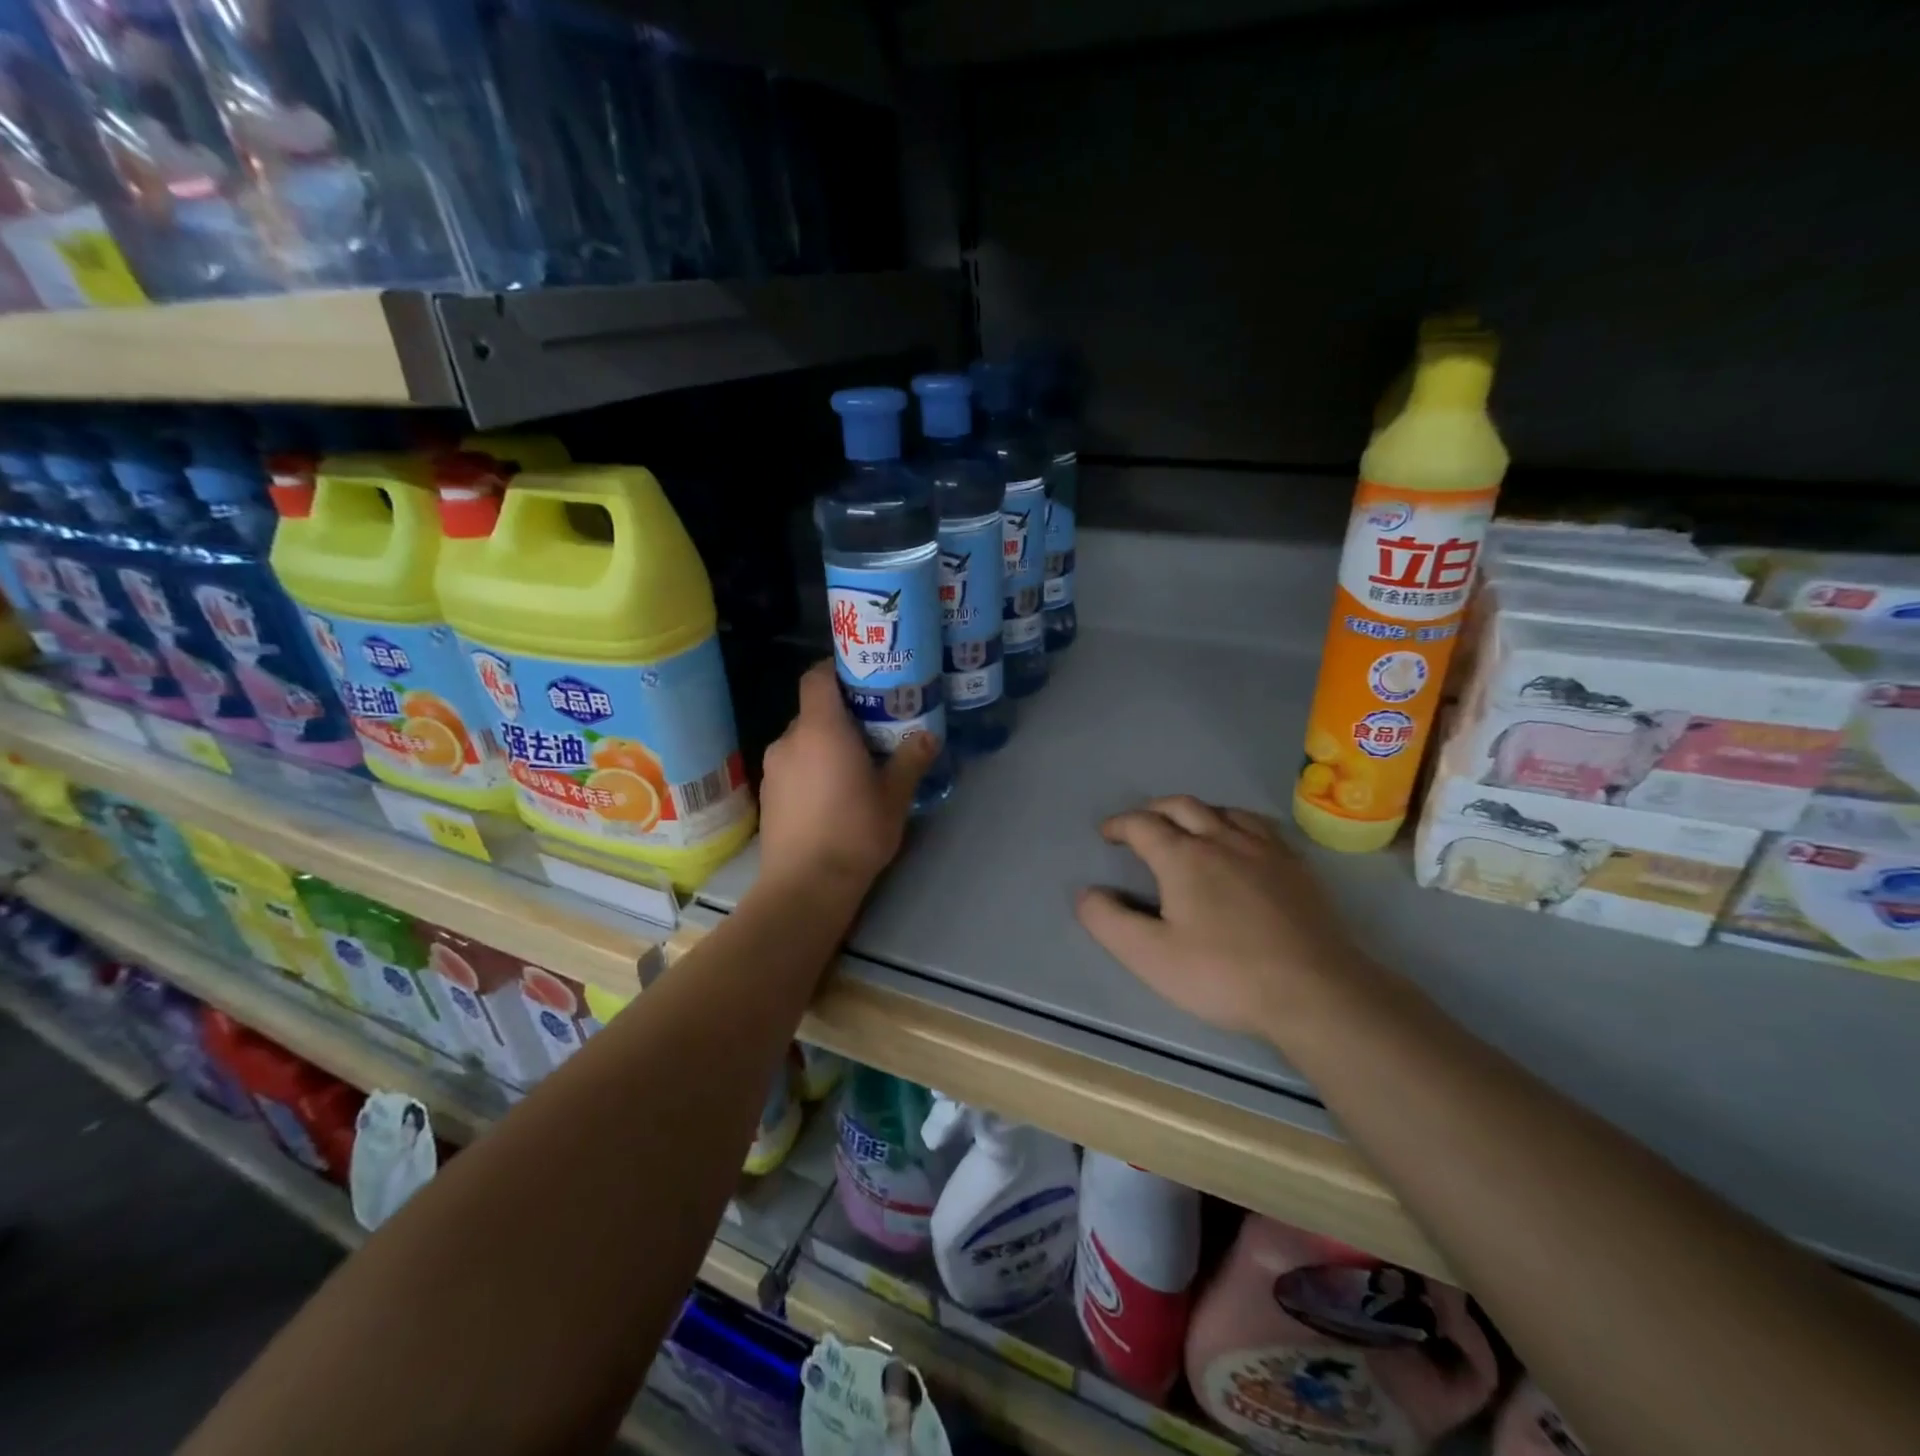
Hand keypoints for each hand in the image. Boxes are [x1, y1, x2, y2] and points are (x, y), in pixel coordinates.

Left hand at [757, 661, 936, 901]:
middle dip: (842, 715)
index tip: (865, 679)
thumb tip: (928, 737)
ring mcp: (773, 768)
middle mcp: (790, 739)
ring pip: (803, 740)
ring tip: (856, 766)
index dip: (837, 670)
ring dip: (826, 745)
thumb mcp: (894, 797)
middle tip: (874, 730)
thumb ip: (910, 760)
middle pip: (813, 710)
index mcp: (821, 729)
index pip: (817, 677)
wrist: (804, 887)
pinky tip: (832, 795)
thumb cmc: (854, 833)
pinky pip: (793, 766)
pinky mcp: (767, 794)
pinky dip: (811, 768)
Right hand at [1075, 796, 1363, 1038]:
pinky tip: (1240, 842)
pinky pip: (1259, 825)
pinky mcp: (1296, 866)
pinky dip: (1235, 822)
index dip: (1119, 825)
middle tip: (1140, 824)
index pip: (1142, 825)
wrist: (1316, 992)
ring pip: (1222, 810)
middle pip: (1182, 806)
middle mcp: (1223, 839)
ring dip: (1195, 812)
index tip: (1107, 834)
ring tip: (1186, 827)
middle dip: (1154, 810)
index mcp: (1184, 857)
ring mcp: (1265, 849)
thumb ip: (1110, 921)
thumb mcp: (1151, 956)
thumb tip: (1087, 893)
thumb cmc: (1225, 975)